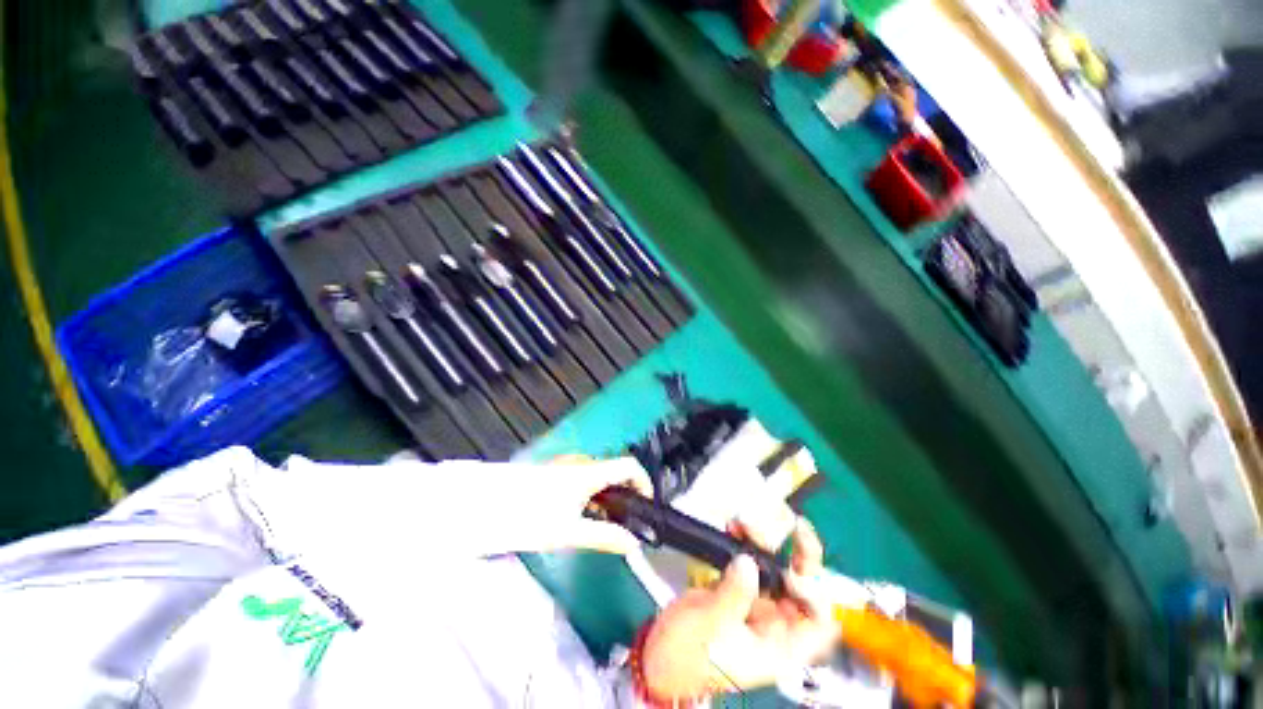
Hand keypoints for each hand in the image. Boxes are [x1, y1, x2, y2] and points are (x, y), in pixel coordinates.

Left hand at [367, 454, 651, 558]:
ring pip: (597, 477)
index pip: (628, 465)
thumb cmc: (529, 518)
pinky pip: (583, 480)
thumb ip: (604, 536)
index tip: (646, 504)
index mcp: (588, 473)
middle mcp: (580, 464)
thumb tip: (632, 543)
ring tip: (600, 523)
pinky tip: (579, 515)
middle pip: (613, 472)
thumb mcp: (569, 532)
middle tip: (622, 522)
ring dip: (606, 497)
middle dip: (623, 495)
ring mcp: (565, 467)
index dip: (643, 481)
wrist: (486, 507)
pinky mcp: (554, 474)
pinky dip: (590, 495)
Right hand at [639, 519, 839, 700]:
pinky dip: (743, 543)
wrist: (658, 654)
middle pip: (801, 589)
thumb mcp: (713, 627)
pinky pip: (747, 561)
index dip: (816, 596)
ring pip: (773, 569)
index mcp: (778, 647)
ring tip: (746, 524)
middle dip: (798, 556)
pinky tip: (733, 528)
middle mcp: (773, 624)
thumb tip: (748, 561)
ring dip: (765, 543)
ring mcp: (754, 603)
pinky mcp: (735, 587)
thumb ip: (734, 594)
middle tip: (794, 529)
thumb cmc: (688, 656)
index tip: (794, 570)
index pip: (818, 624)